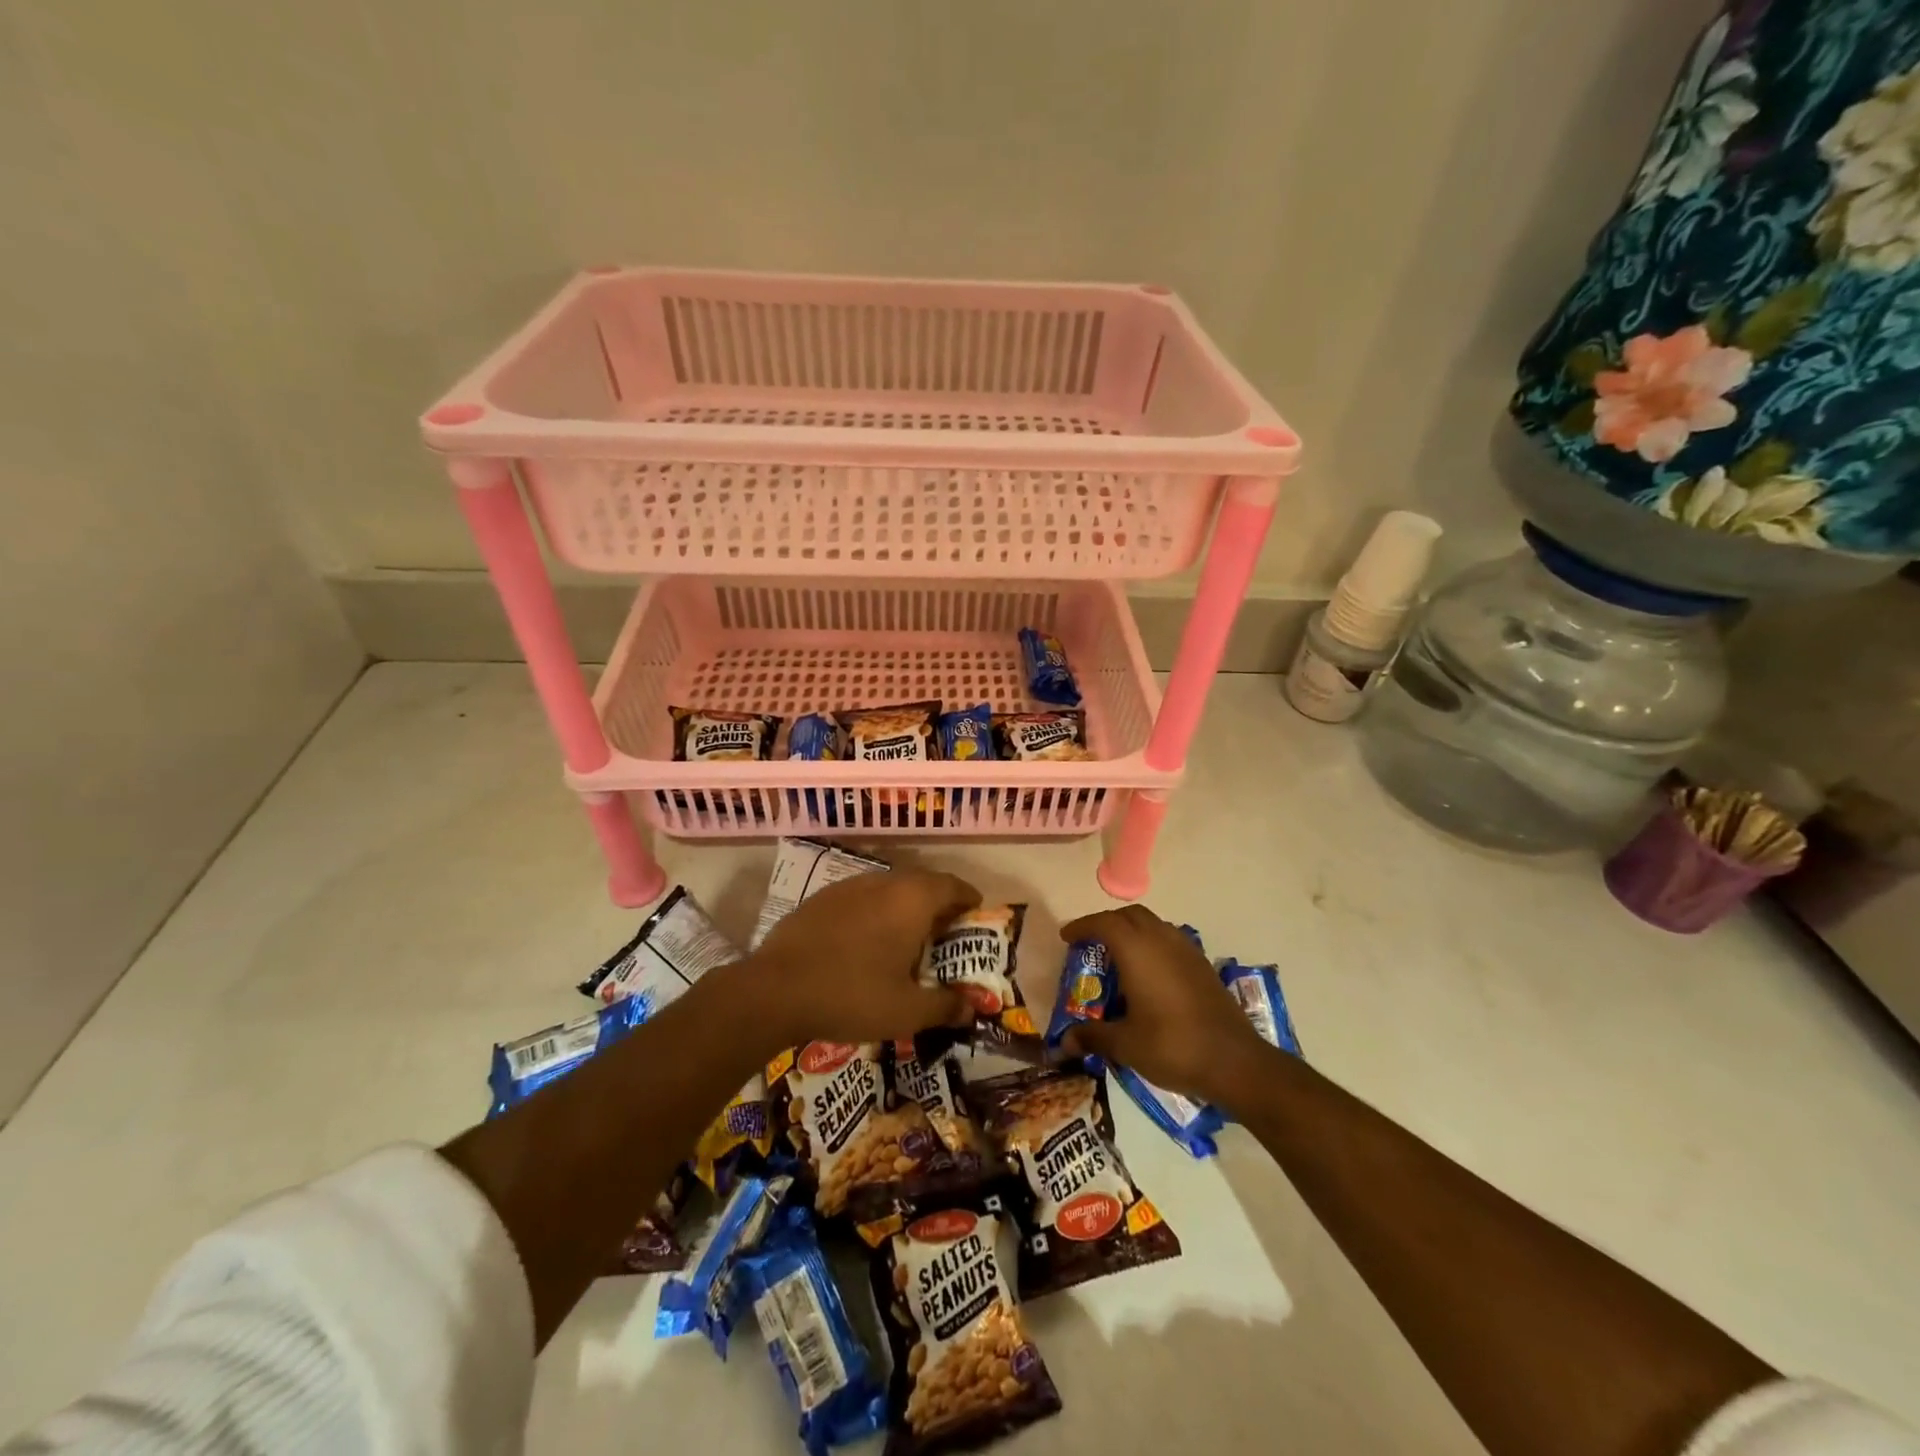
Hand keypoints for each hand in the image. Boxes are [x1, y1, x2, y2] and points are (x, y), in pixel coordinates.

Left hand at [745, 869, 980, 1047]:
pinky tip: (865, 943)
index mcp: (912, 899)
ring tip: (906, 941)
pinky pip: (862, 898)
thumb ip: (946, 1006)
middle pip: (923, 884)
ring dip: (905, 908)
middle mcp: (884, 881)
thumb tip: (971, 1007)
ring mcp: (849, 885)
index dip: (970, 901)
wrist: (774, 990)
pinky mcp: (822, 897)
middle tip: (944, 937)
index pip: (954, 886)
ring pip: (890, 888)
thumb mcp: (907, 1012)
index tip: (975, 920)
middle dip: (939, 906)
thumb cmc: (852, 996)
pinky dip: (875, 913)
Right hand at [1057, 905, 1271, 1106]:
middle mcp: (1162, 939)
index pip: (1104, 923)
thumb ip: (1093, 1036)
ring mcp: (1187, 950)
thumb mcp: (1125, 1044)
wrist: (1235, 1062)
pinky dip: (1152, 945)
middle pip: (1129, 916)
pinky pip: (1169, 940)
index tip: (1066, 938)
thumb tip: (1064, 1042)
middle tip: (1090, 944)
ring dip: (1132, 932)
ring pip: (1153, 925)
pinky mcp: (1203, 965)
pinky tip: (1149, 974)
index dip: (1082, 927)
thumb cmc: (1172, 1046)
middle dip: (1107, 924)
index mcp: (1137, 950)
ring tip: (1118, 957)